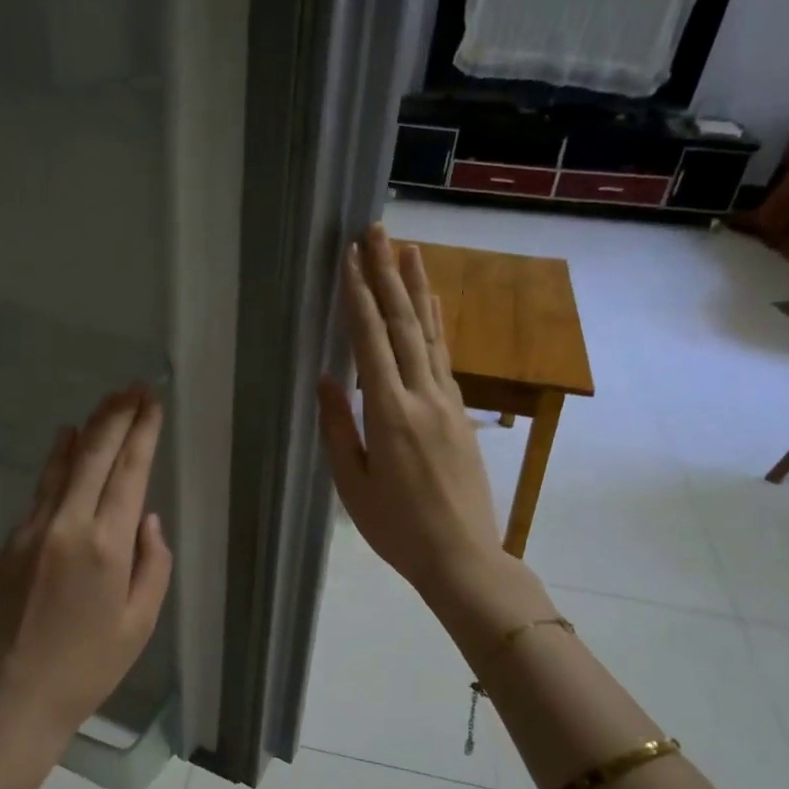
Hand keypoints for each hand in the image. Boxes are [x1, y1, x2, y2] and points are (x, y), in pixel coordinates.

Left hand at [0, 386, 174, 788]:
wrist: (12, 697)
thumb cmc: (88, 668)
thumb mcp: (140, 623)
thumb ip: (152, 563)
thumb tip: (147, 519)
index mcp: (107, 546)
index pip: (130, 472)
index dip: (142, 433)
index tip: (151, 401)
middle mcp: (68, 525)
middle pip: (95, 455)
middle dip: (116, 416)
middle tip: (132, 388)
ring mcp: (32, 530)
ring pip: (63, 465)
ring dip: (87, 430)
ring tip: (105, 404)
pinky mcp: (9, 541)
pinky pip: (41, 490)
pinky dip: (58, 461)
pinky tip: (66, 444)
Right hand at [318, 226, 512, 604]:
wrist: (462, 556)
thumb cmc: (396, 528)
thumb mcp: (353, 484)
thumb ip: (338, 427)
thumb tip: (326, 378)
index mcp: (389, 415)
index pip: (371, 342)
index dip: (358, 298)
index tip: (349, 259)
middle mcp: (423, 397)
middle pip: (405, 324)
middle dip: (387, 275)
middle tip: (377, 232)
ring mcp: (448, 402)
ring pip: (432, 334)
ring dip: (418, 289)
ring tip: (409, 250)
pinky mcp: (461, 413)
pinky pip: (446, 357)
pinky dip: (438, 324)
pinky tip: (434, 305)